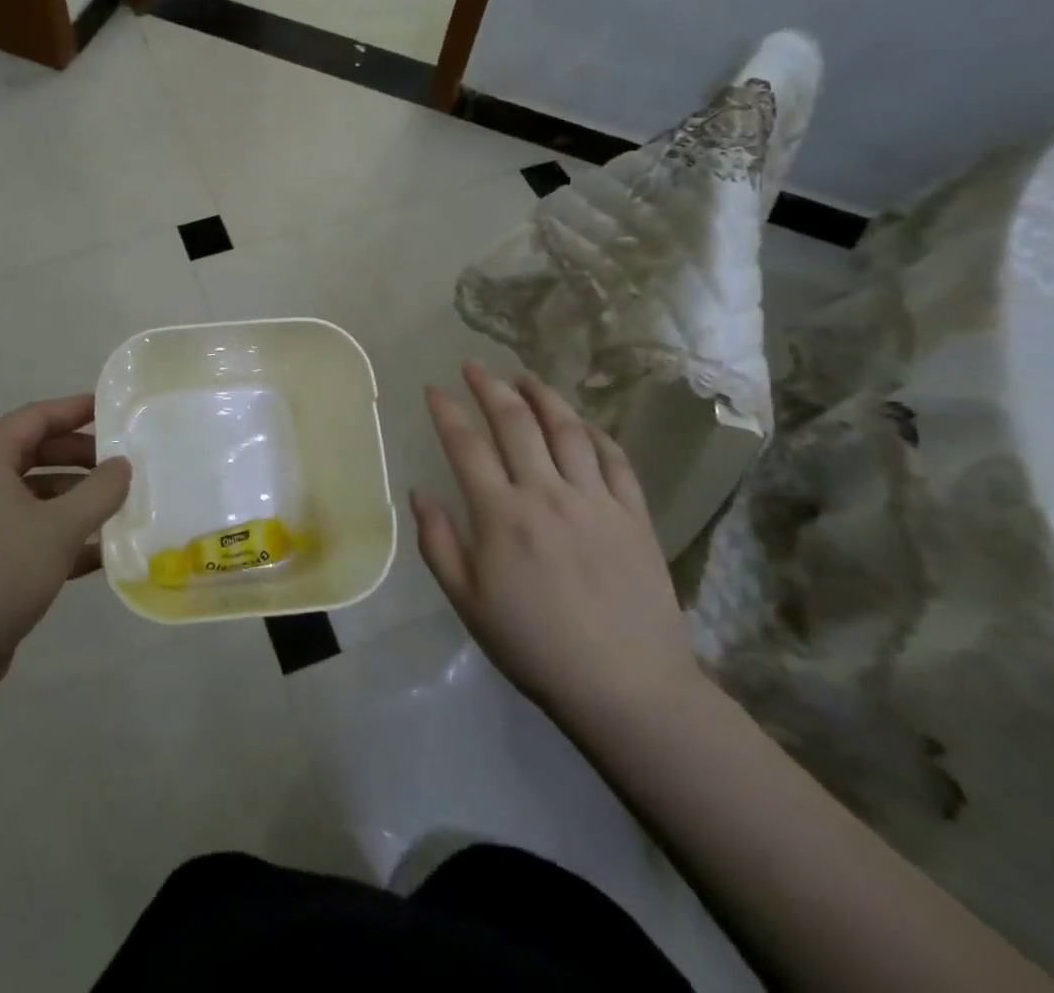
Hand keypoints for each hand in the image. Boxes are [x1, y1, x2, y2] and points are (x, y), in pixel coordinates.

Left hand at [0, 394, 131, 695]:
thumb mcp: (59, 529)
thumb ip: (100, 491)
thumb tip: (122, 465)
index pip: (34, 417)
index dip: (76, 410)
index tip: (113, 409)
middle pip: (31, 453)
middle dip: (78, 458)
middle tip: (120, 464)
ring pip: (27, 495)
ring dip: (70, 499)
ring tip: (114, 509)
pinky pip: (19, 529)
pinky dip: (53, 533)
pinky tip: (94, 553)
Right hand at [412, 362, 701, 740]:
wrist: (627, 687)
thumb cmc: (535, 647)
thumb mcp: (468, 604)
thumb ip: (439, 544)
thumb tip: (420, 493)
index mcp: (502, 516)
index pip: (467, 446)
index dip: (447, 412)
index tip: (434, 389)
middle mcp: (547, 494)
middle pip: (516, 422)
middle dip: (489, 387)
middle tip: (474, 366)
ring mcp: (595, 500)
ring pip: (567, 429)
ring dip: (542, 396)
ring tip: (524, 376)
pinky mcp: (633, 514)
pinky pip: (614, 457)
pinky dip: (593, 431)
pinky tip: (580, 421)